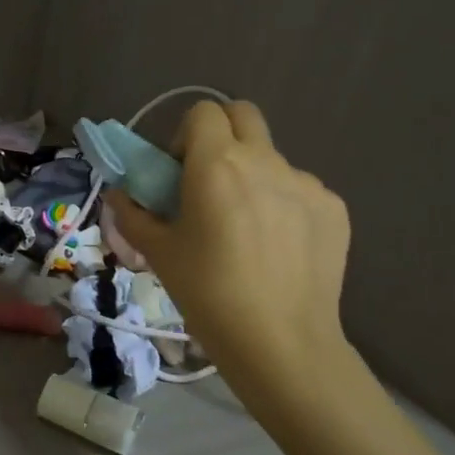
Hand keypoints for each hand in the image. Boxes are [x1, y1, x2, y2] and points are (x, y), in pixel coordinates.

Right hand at [106, 101, 351, 401]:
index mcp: (217, 164)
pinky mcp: (334, 209)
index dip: (185, 135)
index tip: (178, 172)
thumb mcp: (158, 253)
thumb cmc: (207, 293)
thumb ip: (133, 214)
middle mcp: (266, 161)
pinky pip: (299, 191)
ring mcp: (307, 183)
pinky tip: (276, 249)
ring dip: (252, 176)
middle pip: (244, 115)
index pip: (203, 112)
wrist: (280, 342)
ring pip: (273, 158)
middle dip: (222, 135)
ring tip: (246, 231)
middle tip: (208, 182)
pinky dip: (282, 205)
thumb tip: (120, 195)